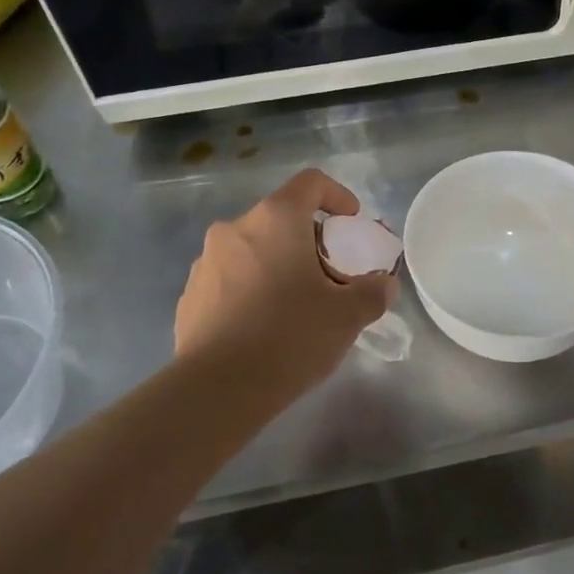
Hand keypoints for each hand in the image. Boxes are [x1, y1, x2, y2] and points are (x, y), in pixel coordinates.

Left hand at [175, 169, 397, 394]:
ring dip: (278, 265)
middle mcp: (235, 229)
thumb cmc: (289, 337)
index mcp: (275, 219)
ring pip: (253, 249)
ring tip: (295, 306)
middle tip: (329, 276)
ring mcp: (205, 261)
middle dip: (309, 241)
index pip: (311, 182)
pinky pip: (230, 279)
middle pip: (281, 218)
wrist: (217, 390)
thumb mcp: (347, 316)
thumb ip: (373, 292)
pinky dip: (251, 289)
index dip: (337, 196)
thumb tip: (384, 285)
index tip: (351, 224)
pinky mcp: (190, 295)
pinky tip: (263, 328)